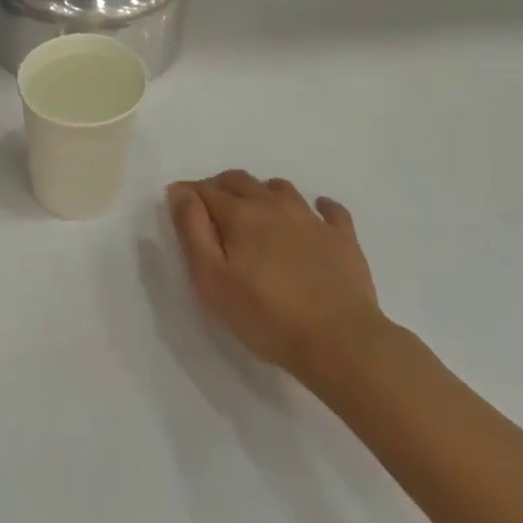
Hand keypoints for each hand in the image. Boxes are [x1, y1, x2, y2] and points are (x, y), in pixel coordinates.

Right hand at [167, 171, 381, 379]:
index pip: (206, 190)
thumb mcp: (212, 280)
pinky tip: (315, 215)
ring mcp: (312, 219)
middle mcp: (275, 206)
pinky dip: (318, 207)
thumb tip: (180, 192)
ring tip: (255, 212)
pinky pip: (330, 210)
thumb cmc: (266, 316)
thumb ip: (192, 231)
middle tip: (212, 209)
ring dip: (262, 192)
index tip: (178, 204)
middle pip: (241, 181)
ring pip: (281, 188)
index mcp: (241, 214)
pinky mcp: (343, 239)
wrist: (341, 342)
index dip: (188, 193)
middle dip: (220, 187)